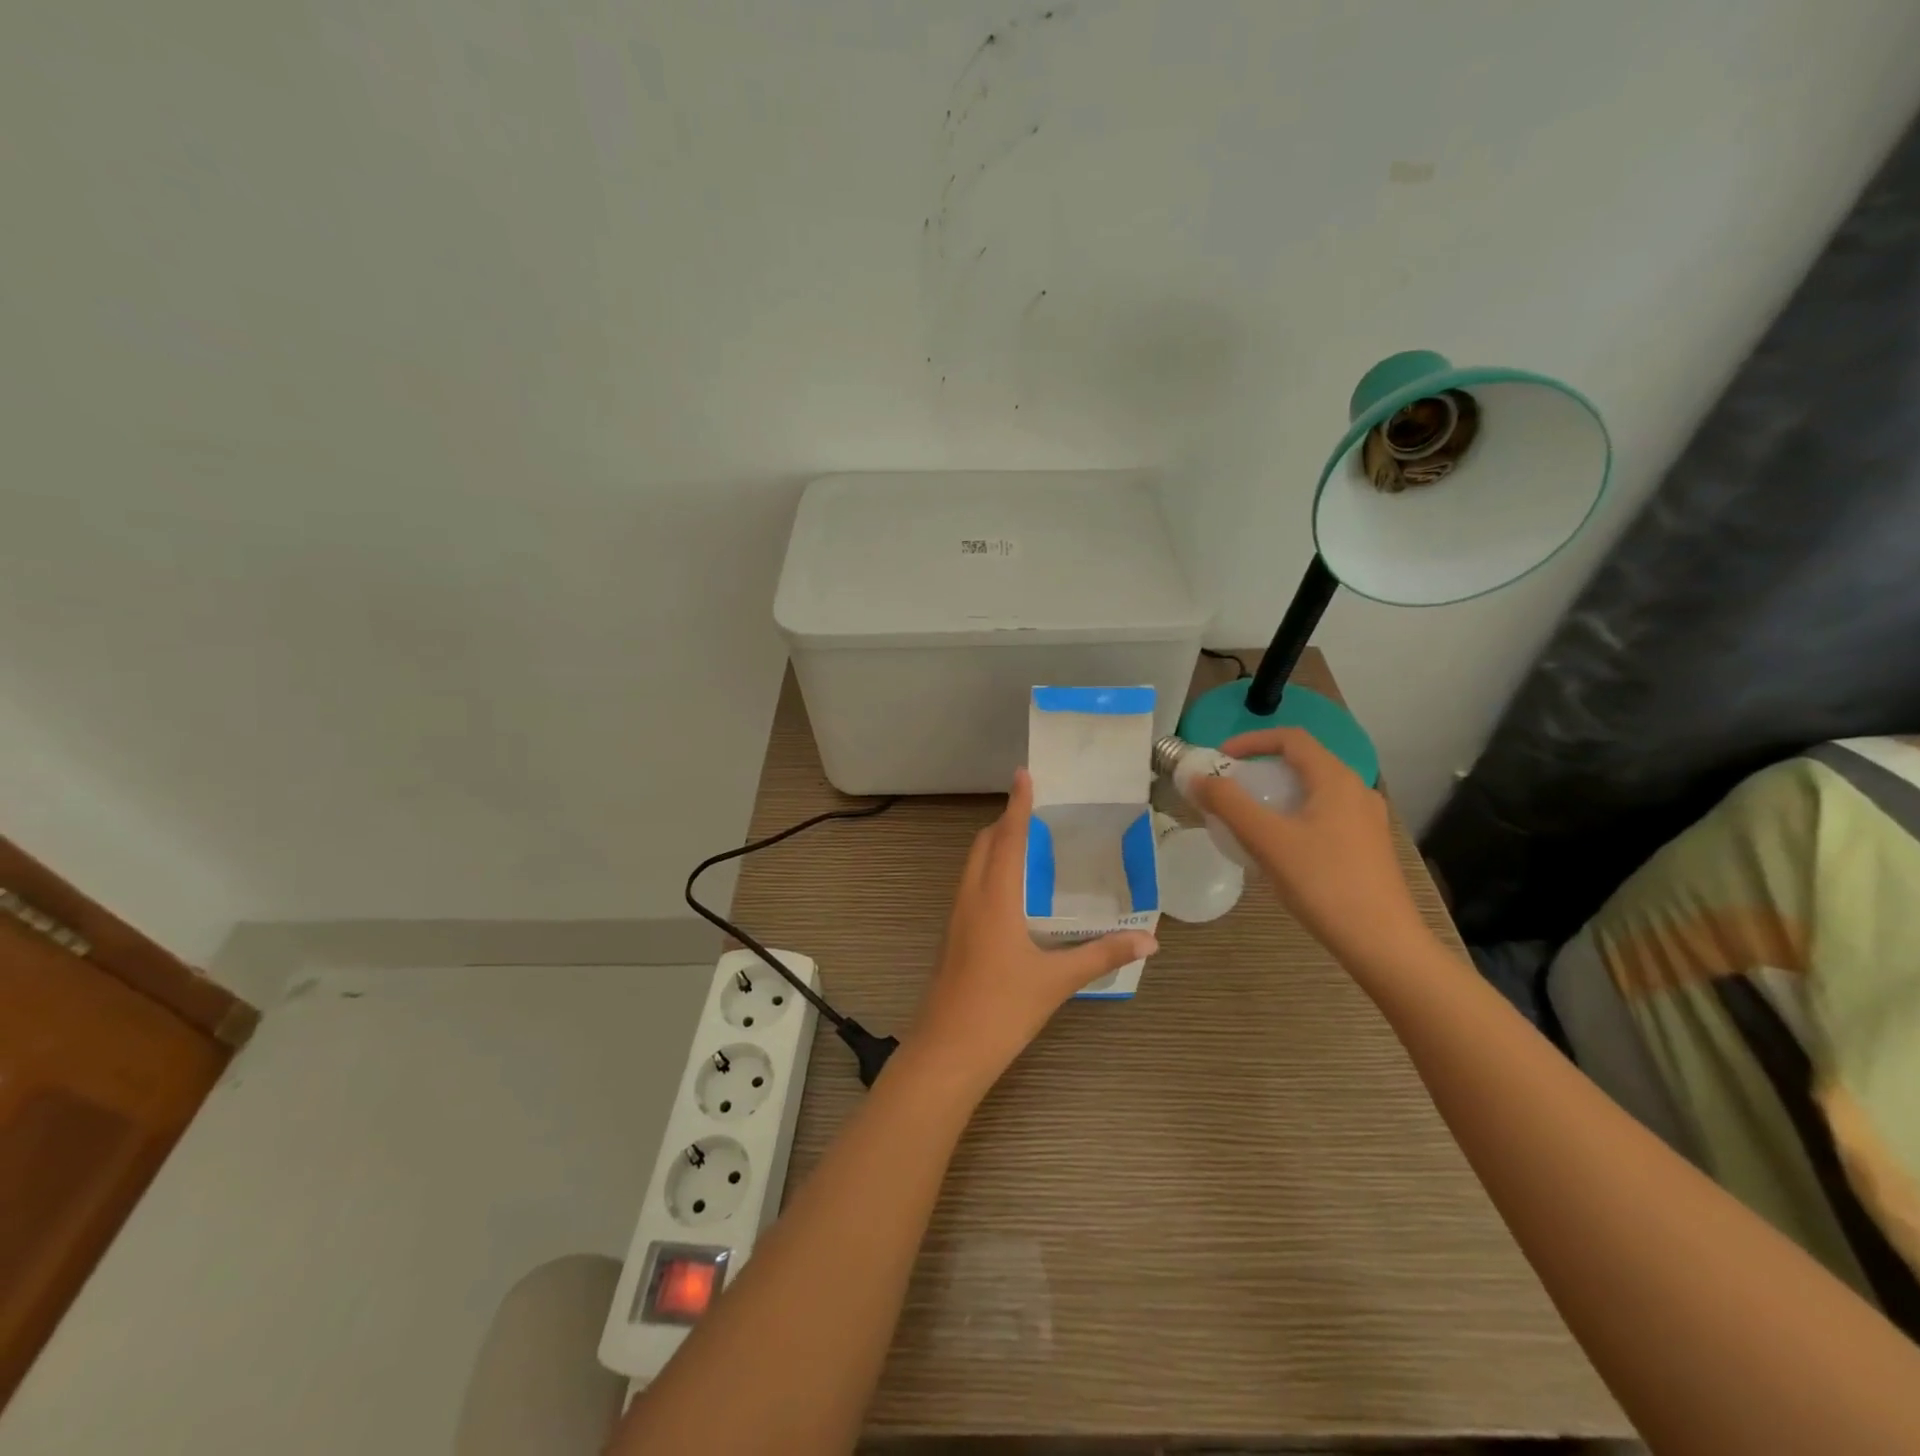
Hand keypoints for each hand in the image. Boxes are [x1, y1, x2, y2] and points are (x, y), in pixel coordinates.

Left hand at [908, 768, 1156, 1091]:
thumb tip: (1149, 940)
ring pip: (973, 866)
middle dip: (1005, 823)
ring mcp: (956, 918)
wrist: (948, 1050)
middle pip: (983, 845)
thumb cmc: (1002, 1009)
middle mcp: (970, 898)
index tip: (1024, 774)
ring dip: (995, 847)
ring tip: (1026, 844)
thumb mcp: (1057, 981)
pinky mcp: (953, 937)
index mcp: (994, 898)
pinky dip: (989, 872)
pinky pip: (970, 887)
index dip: (1017, 805)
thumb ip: (1102, 954)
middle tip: (1035, 812)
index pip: (1007, 838)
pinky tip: (1011, 893)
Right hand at [1190, 728, 1431, 970]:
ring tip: (1248, 819)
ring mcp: (1366, 820)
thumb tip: (1196, 778)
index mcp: (1336, 779)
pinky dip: (1294, 816)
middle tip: (1229, 790)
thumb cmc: (1323, 883)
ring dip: (1276, 794)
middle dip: (1260, 769)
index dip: (1251, 740)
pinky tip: (1278, 848)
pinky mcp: (1367, 847)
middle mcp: (1357, 791)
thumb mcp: (1267, 840)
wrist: (1382, 943)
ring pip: (1313, 791)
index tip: (1220, 759)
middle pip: (1302, 763)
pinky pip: (1324, 815)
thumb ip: (1228, 804)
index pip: (1291, 738)